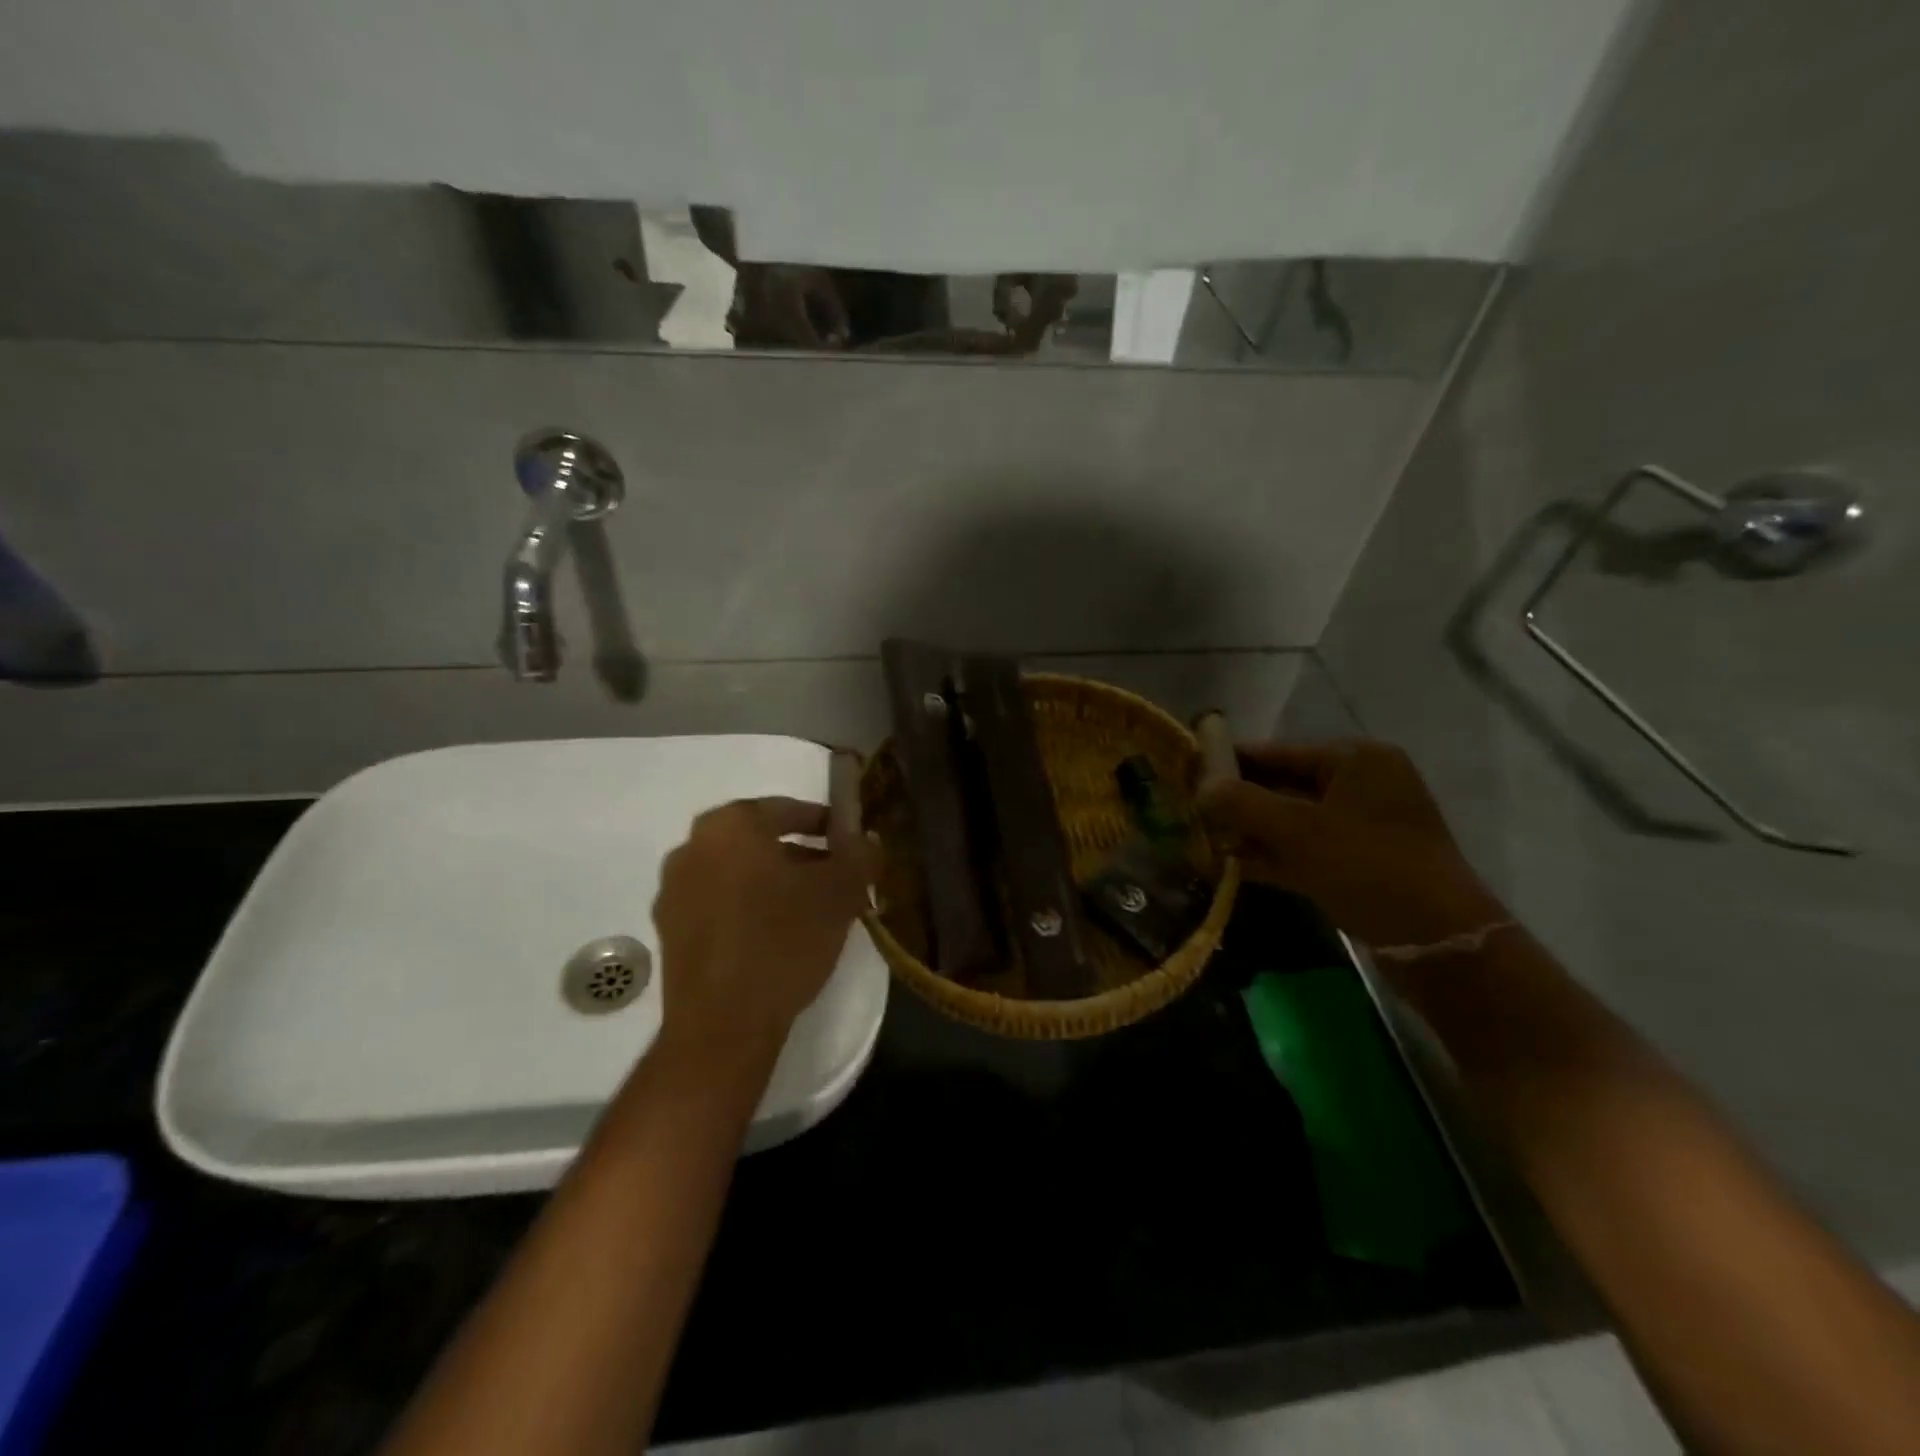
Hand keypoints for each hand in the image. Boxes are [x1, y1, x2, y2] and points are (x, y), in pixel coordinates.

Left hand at [652, 796, 872, 1066]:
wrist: (723, 1025)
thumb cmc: (783, 942)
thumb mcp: (840, 893)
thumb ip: (860, 855)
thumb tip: (867, 840)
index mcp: (730, 825)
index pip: (787, 809)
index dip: (826, 824)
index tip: (850, 844)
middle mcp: (692, 847)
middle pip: (760, 841)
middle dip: (801, 856)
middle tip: (835, 879)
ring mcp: (674, 890)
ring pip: (738, 873)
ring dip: (774, 883)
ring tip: (811, 911)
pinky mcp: (669, 930)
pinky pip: (718, 903)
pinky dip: (748, 908)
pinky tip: (776, 936)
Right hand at [1199, 740, 1506, 948]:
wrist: (1439, 943)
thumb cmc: (1369, 868)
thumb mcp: (1299, 831)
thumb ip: (1242, 803)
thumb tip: (1199, 787)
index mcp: (1354, 760)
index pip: (1276, 751)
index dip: (1229, 761)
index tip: (1186, 772)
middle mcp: (1359, 785)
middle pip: (1281, 785)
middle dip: (1235, 801)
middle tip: (1187, 811)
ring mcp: (1360, 826)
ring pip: (1289, 821)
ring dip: (1248, 832)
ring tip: (1199, 840)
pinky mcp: (1356, 863)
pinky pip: (1302, 849)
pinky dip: (1269, 856)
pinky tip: (1228, 866)